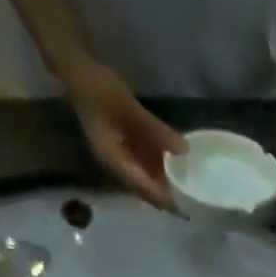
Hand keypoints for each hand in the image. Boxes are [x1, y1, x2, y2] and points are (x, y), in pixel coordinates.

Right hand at [61, 60, 186, 209]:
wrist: (77, 68)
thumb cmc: (99, 88)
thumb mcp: (129, 109)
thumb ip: (156, 131)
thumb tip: (185, 151)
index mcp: (114, 162)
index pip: (146, 190)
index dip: (167, 201)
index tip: (190, 208)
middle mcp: (117, 164)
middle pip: (147, 189)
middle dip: (170, 196)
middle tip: (198, 201)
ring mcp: (120, 155)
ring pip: (148, 178)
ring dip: (167, 183)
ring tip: (194, 188)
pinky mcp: (124, 145)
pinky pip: (146, 163)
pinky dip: (162, 167)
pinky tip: (181, 166)